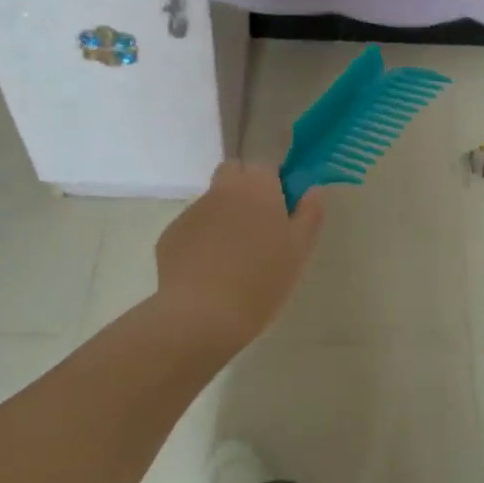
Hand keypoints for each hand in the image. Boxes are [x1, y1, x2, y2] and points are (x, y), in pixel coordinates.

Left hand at [155, 162, 325, 351]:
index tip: (281, 212)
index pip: (266, 167)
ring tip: (232, 258)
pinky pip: (192, 228)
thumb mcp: (299, 250)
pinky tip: (208, 272)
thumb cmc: (261, 280)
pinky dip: (201, 241)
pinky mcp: (170, 235)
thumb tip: (313, 191)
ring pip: (212, 202)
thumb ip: (310, 214)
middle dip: (244, 189)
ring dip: (223, 216)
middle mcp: (222, 189)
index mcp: (257, 186)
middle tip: (257, 226)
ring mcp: (192, 211)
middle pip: (233, 173)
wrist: (202, 315)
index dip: (274, 185)